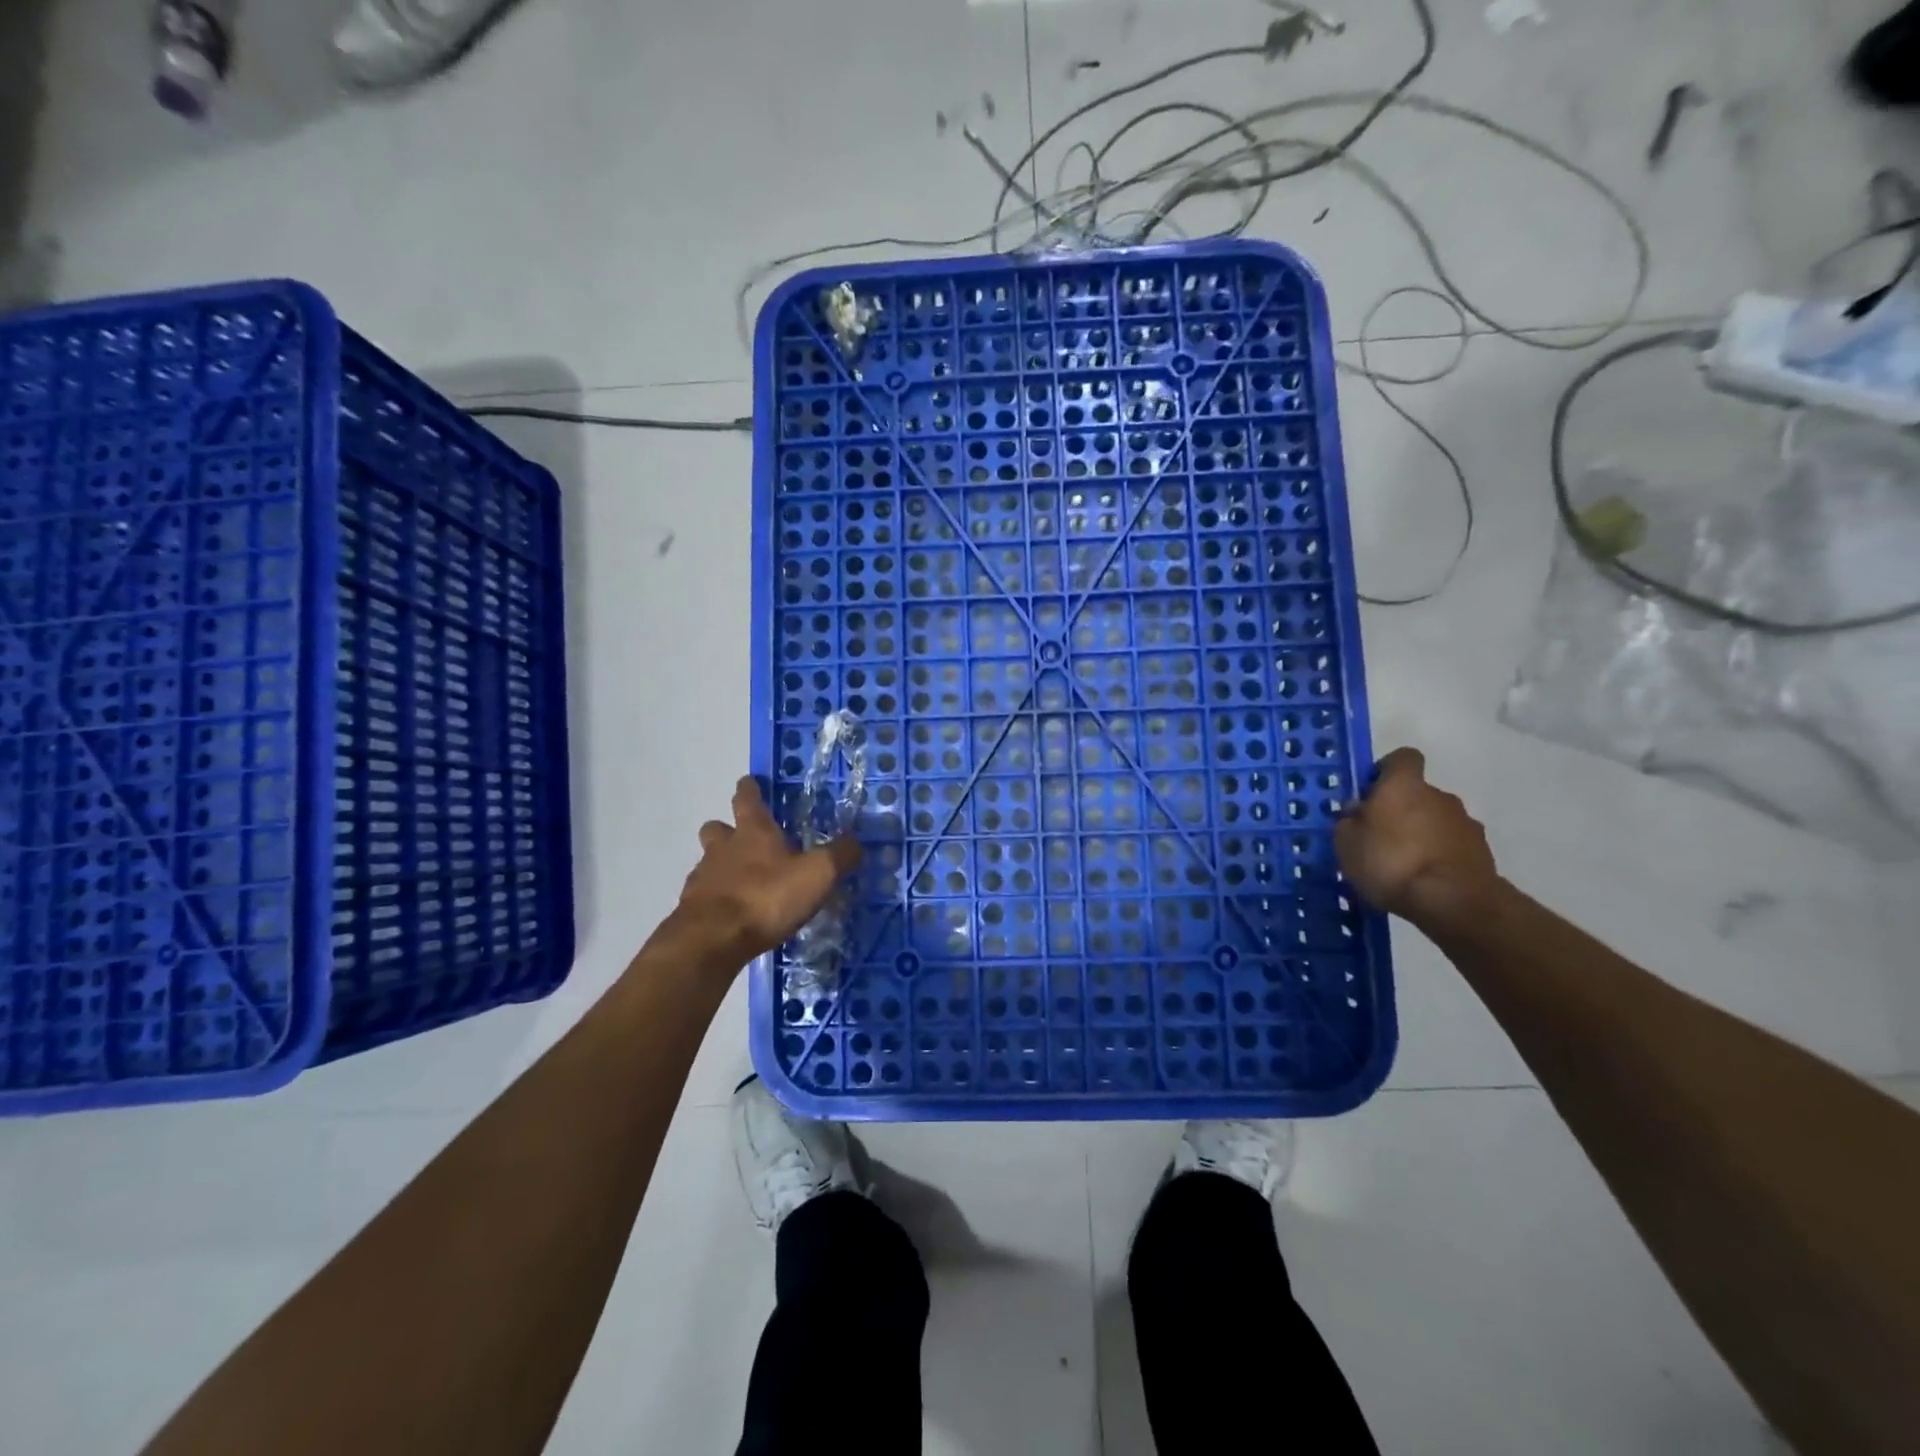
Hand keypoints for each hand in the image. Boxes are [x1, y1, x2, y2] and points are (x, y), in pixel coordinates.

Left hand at [670, 777, 861, 965]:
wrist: (713, 940)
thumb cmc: (766, 897)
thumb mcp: (817, 875)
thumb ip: (839, 856)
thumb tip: (856, 842)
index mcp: (753, 832)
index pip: (747, 798)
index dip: (750, 789)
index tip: (750, 783)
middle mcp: (723, 847)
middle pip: (717, 828)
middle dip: (728, 829)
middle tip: (745, 840)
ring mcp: (703, 877)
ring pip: (709, 861)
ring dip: (722, 866)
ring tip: (744, 882)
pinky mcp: (692, 908)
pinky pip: (704, 895)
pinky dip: (717, 898)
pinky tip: (734, 914)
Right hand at [1335, 748, 1500, 924]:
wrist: (1453, 902)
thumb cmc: (1390, 862)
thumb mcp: (1346, 843)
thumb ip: (1349, 821)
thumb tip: (1358, 813)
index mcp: (1403, 785)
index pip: (1402, 758)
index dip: (1386, 771)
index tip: (1371, 793)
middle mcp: (1438, 795)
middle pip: (1417, 793)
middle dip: (1401, 810)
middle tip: (1379, 838)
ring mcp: (1465, 823)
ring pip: (1435, 820)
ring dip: (1421, 834)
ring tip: (1402, 865)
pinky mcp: (1482, 851)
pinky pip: (1452, 845)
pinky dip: (1439, 855)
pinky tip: (1424, 879)